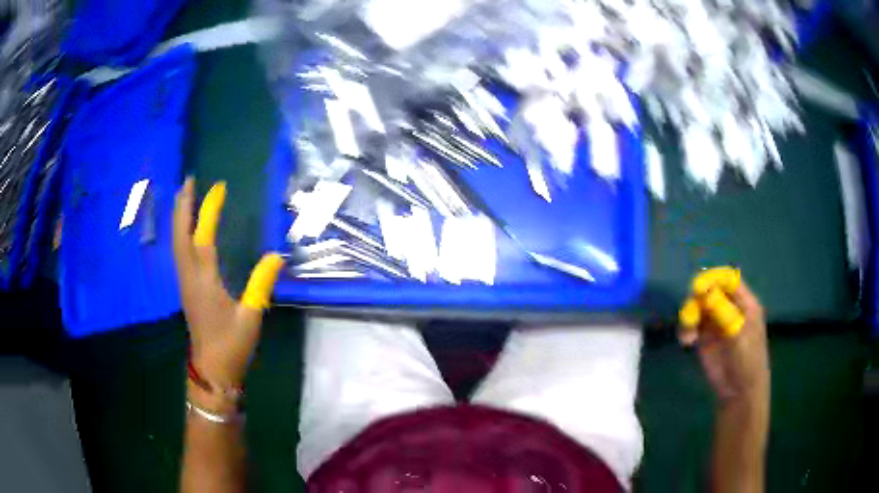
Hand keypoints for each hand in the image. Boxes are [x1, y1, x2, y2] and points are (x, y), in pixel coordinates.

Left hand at [173, 178, 283, 409]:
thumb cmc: (231, 345)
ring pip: (177, 243)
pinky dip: (180, 233)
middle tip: (189, 181)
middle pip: (181, 235)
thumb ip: (261, 285)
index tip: (219, 187)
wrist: (212, 371)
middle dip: (183, 206)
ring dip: (179, 217)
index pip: (204, 237)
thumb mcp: (251, 317)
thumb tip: (276, 256)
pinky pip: (179, 253)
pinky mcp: (186, 289)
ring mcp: (185, 283)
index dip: (209, 210)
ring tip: (184, 196)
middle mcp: (190, 277)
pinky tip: (185, 229)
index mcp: (205, 281)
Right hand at [679, 268, 768, 402]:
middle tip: (690, 315)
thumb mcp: (738, 334)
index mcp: (744, 302)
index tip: (698, 288)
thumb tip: (703, 288)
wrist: (739, 391)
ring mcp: (716, 322)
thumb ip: (721, 310)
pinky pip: (691, 325)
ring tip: (688, 333)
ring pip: (698, 306)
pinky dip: (686, 329)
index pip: (728, 279)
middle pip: (710, 290)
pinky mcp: (704, 337)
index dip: (713, 279)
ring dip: (689, 314)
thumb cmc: (747, 360)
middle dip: (697, 298)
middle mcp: (729, 308)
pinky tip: (686, 341)